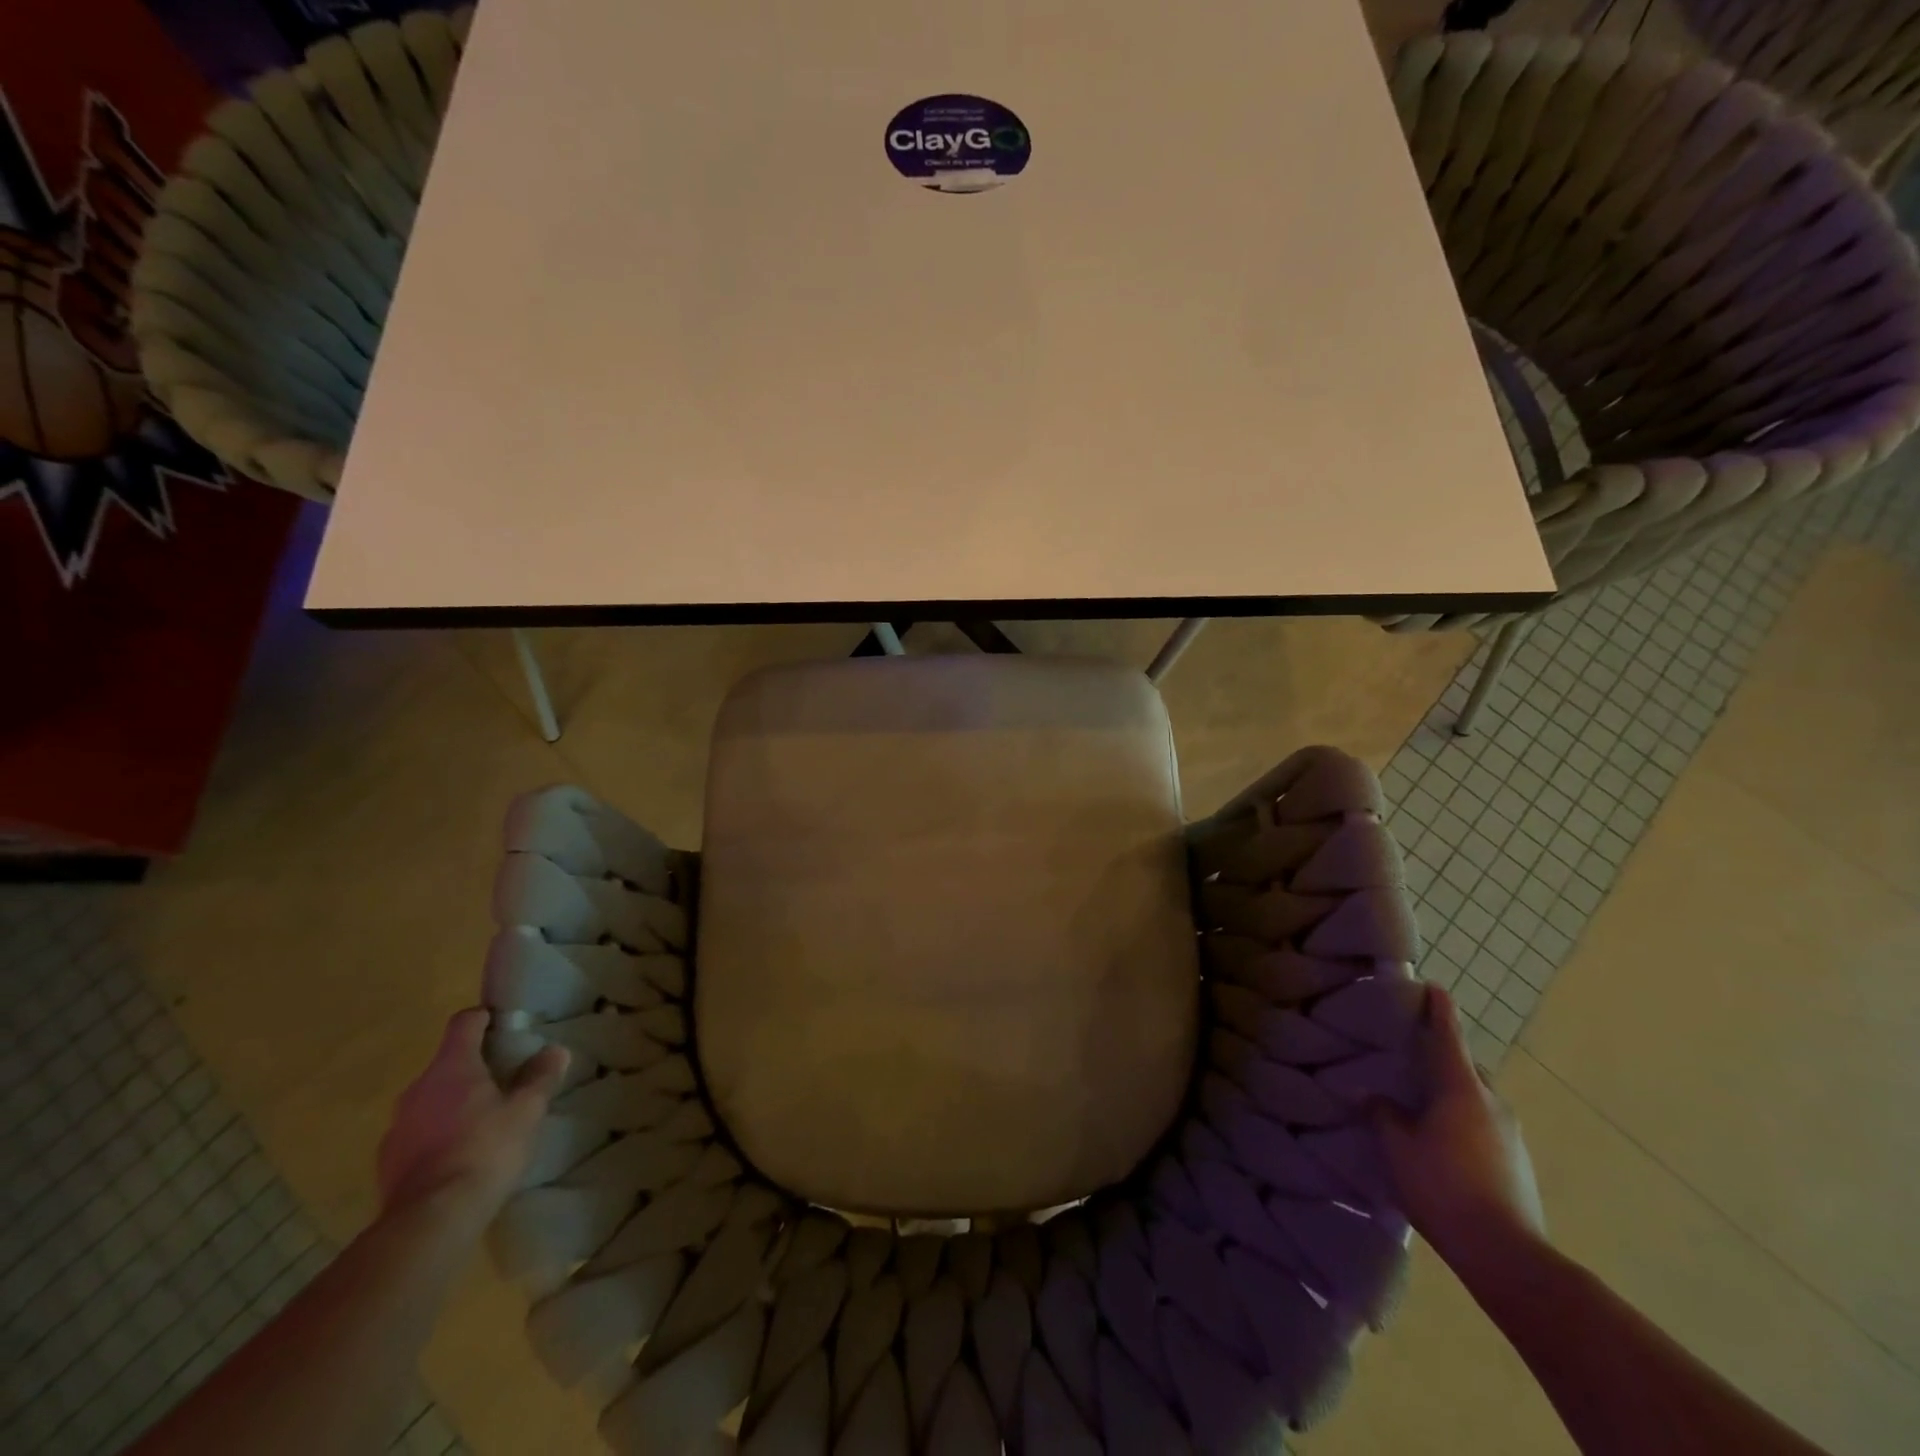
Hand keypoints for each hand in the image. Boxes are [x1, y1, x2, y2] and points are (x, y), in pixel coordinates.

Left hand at [376, 1008, 567, 1223]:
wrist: (430, 1220)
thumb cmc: (485, 1151)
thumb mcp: (527, 1111)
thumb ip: (540, 1077)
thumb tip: (554, 1050)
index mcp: (452, 1066)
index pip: (464, 1023)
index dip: (483, 1018)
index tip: (503, 1024)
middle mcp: (418, 1087)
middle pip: (447, 1062)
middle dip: (474, 1066)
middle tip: (504, 1080)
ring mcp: (397, 1125)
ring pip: (430, 1099)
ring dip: (453, 1102)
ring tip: (482, 1122)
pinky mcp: (387, 1160)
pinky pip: (417, 1132)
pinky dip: (436, 1133)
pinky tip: (458, 1155)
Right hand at [1374, 985, 1545, 1270]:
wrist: (1507, 1255)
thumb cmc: (1443, 1186)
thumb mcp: (1396, 1146)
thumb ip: (1383, 1114)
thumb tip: (1373, 1096)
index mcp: (1461, 1088)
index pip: (1449, 1035)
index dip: (1439, 1009)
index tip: (1433, 987)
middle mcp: (1491, 1102)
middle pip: (1466, 1067)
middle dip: (1443, 1057)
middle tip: (1412, 1057)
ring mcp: (1511, 1135)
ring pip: (1477, 1099)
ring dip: (1453, 1094)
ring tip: (1423, 1106)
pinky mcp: (1519, 1163)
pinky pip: (1485, 1126)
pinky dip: (1464, 1122)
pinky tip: (1443, 1144)